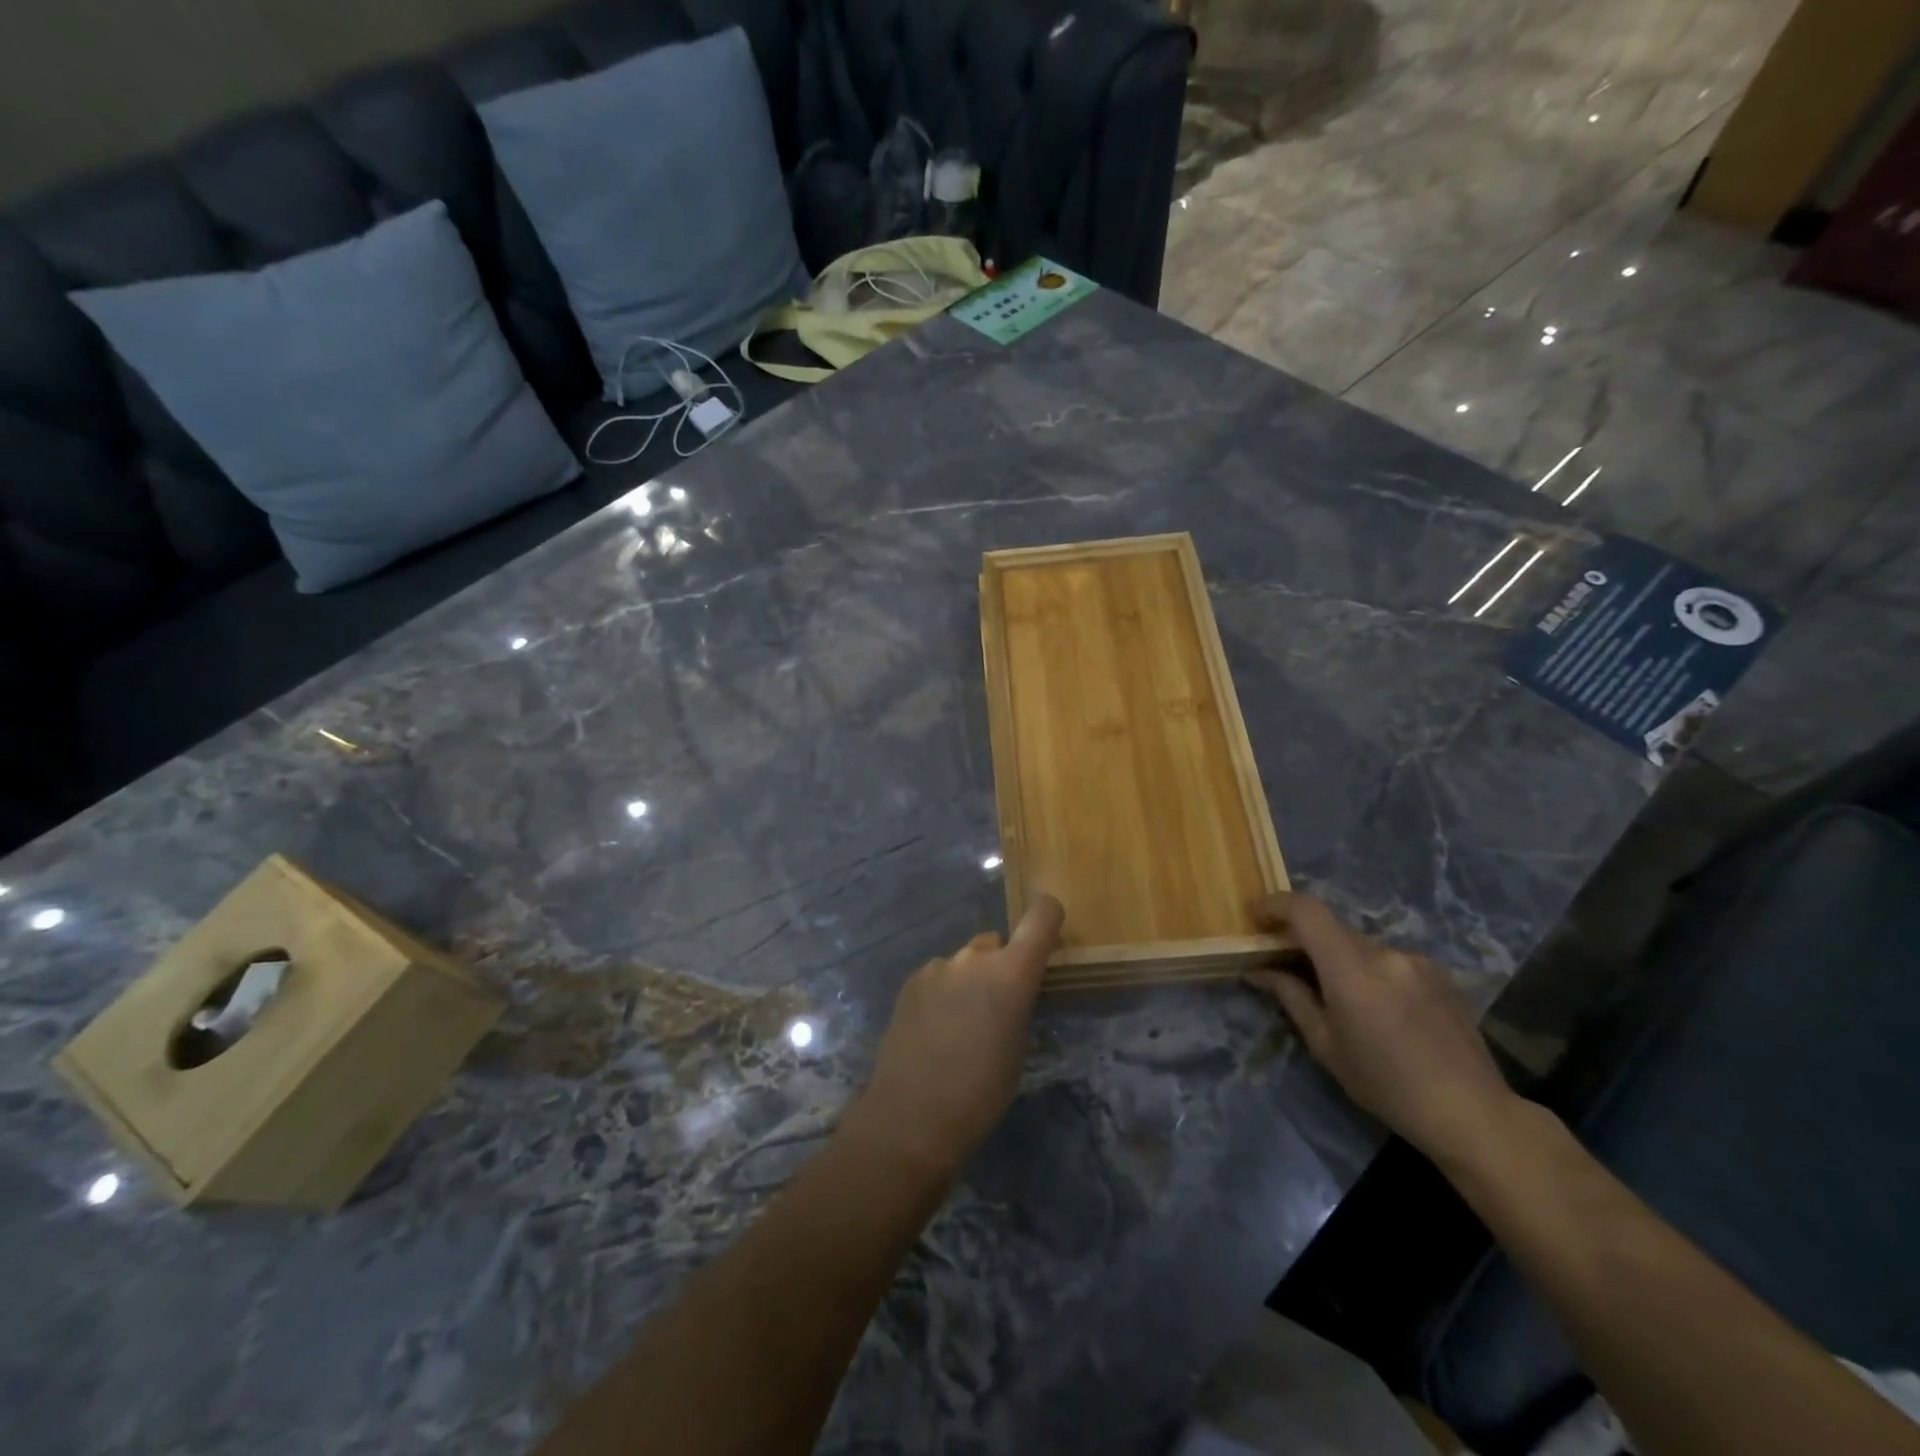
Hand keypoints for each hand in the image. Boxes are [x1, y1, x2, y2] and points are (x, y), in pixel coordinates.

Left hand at [845, 894, 1065, 1180]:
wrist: (911, 1117)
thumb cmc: (980, 1093)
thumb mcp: (1018, 1048)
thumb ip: (1019, 1004)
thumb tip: (1015, 991)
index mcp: (1011, 972)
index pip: (1041, 916)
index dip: (1049, 917)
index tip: (1050, 936)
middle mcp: (974, 957)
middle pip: (997, 943)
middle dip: (1002, 966)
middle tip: (997, 1006)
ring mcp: (938, 966)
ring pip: (965, 961)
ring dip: (970, 980)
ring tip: (961, 1024)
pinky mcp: (911, 980)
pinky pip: (939, 975)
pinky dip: (944, 992)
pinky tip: (935, 1028)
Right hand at [1245, 891, 1519, 1165]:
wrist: (1472, 1112)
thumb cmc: (1387, 1086)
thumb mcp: (1326, 1046)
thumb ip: (1291, 997)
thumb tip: (1258, 970)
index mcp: (1353, 972)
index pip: (1307, 911)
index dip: (1275, 904)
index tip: (1255, 917)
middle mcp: (1385, 954)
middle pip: (1330, 927)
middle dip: (1302, 938)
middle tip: (1284, 962)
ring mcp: (1415, 960)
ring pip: (1359, 943)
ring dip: (1338, 956)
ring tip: (1336, 995)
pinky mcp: (1436, 971)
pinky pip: (1387, 957)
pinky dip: (1368, 969)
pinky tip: (1377, 1006)